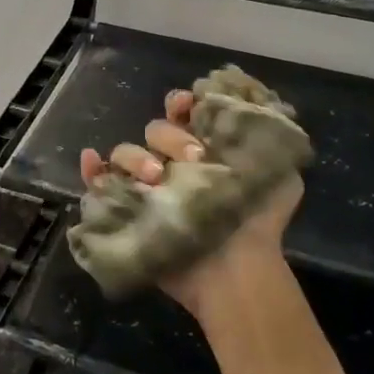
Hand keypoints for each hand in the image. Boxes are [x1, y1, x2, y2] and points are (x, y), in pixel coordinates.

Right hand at [80, 88, 302, 324]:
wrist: (236, 270)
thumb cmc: (258, 222)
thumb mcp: (281, 178)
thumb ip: (269, 144)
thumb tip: (254, 109)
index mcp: (203, 151)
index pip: (182, 114)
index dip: (181, 104)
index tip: (187, 105)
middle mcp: (173, 165)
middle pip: (155, 130)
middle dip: (170, 137)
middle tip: (194, 160)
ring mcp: (147, 188)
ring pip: (125, 153)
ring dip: (135, 157)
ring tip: (154, 179)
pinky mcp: (127, 212)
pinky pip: (100, 185)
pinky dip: (92, 171)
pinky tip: (92, 160)